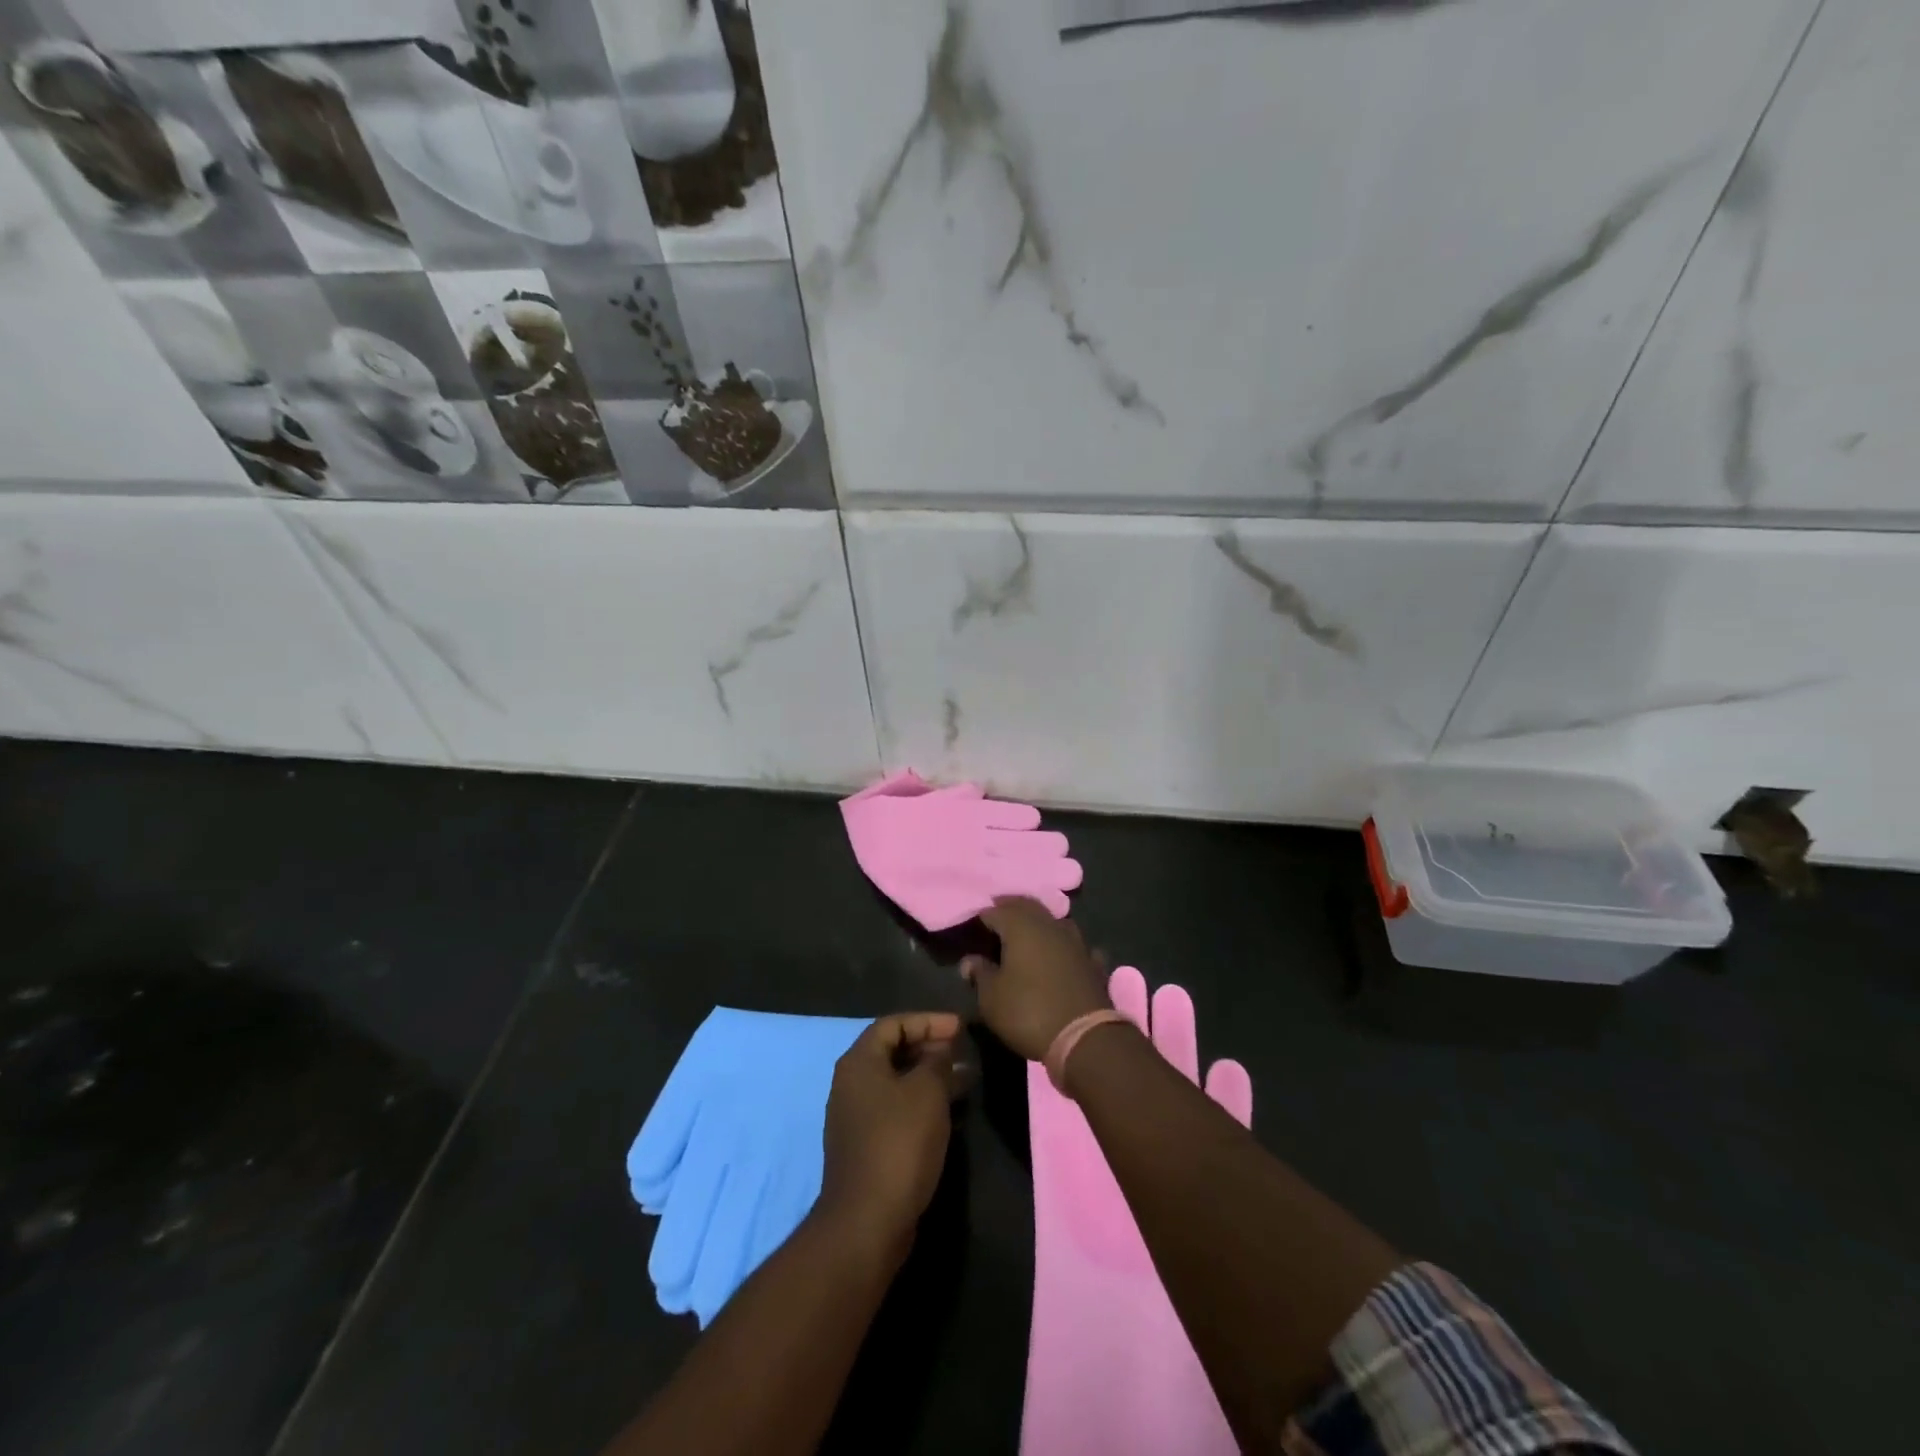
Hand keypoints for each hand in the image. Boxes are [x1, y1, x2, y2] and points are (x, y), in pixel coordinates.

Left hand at [818, 1012, 963, 1256]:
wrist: (868, 1220)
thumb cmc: (898, 1143)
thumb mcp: (927, 1092)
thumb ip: (937, 1061)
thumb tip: (942, 1048)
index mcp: (859, 1062)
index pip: (893, 1024)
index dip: (928, 1021)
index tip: (960, 1027)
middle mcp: (852, 1084)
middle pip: (893, 1051)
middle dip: (930, 1048)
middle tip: (962, 1051)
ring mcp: (856, 1117)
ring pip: (897, 1082)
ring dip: (930, 1077)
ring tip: (964, 1079)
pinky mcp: (867, 1145)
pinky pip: (897, 1109)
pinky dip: (922, 1103)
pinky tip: (949, 1112)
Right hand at [962, 897, 1110, 1061]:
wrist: (1084, 1038)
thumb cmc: (1028, 1012)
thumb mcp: (991, 997)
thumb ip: (980, 973)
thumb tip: (970, 960)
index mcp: (1021, 926)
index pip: (996, 911)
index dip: (983, 916)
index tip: (973, 925)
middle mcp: (1049, 925)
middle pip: (1027, 907)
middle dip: (1011, 909)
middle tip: (997, 916)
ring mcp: (1075, 942)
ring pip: (1053, 921)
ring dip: (1038, 923)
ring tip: (1025, 933)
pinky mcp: (1092, 962)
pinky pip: (1073, 945)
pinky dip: (1063, 946)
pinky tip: (1061, 954)